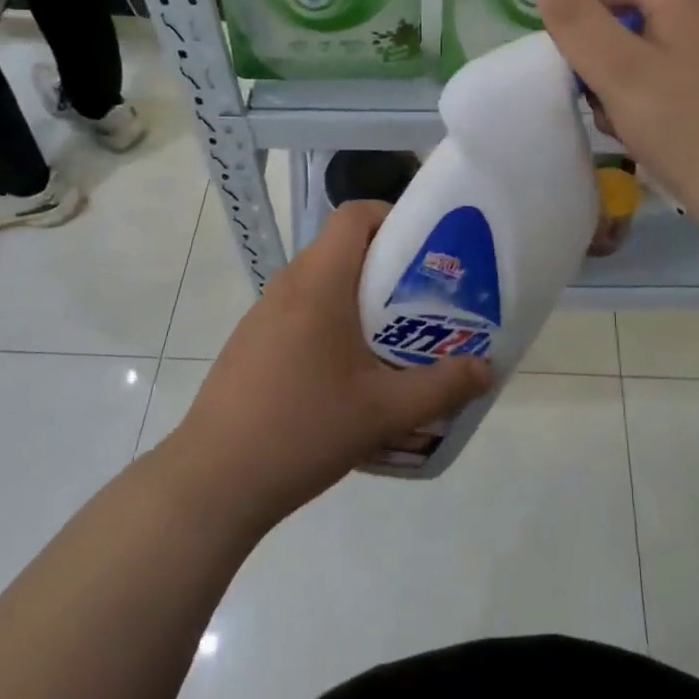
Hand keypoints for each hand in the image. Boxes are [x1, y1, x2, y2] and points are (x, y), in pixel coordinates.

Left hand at [167, 202, 490, 531]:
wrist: (213, 483)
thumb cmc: (303, 429)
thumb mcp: (385, 412)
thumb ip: (442, 387)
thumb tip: (486, 369)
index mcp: (319, 282)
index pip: (355, 214)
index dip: (392, 217)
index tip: (425, 250)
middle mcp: (288, 284)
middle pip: (342, 247)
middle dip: (387, 265)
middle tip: (422, 301)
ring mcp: (263, 314)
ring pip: (321, 282)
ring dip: (358, 298)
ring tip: (392, 339)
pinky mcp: (250, 343)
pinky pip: (300, 311)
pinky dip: (330, 322)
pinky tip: (346, 374)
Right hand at [536, 0, 698, 237]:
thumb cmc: (683, 128)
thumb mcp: (619, 73)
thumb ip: (579, 25)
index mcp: (684, 0)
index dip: (581, 18)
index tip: (573, 66)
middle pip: (631, 19)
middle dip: (602, 57)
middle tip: (598, 101)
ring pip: (651, 53)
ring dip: (624, 84)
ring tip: (624, 124)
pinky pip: (676, 79)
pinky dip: (654, 99)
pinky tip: (653, 135)